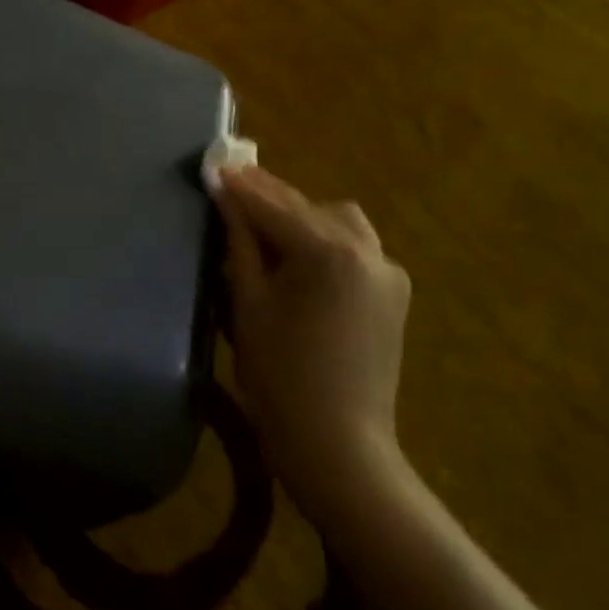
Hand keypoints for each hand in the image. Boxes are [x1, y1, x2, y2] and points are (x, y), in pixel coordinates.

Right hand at [212, 165, 412, 527]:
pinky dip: (325, 243)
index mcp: (328, 252)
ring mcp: (388, 272)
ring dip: (302, 218)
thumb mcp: (248, 303)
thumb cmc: (280, 375)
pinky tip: (299, 263)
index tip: (214, 165)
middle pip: (309, 207)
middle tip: (232, 192)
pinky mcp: (394, 295)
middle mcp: (368, 250)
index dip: (240, 185)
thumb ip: (240, 243)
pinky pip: (356, 249)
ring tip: (266, 232)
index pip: (274, 205)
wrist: (338, 445)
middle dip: (270, 199)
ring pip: (338, 222)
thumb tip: (225, 197)